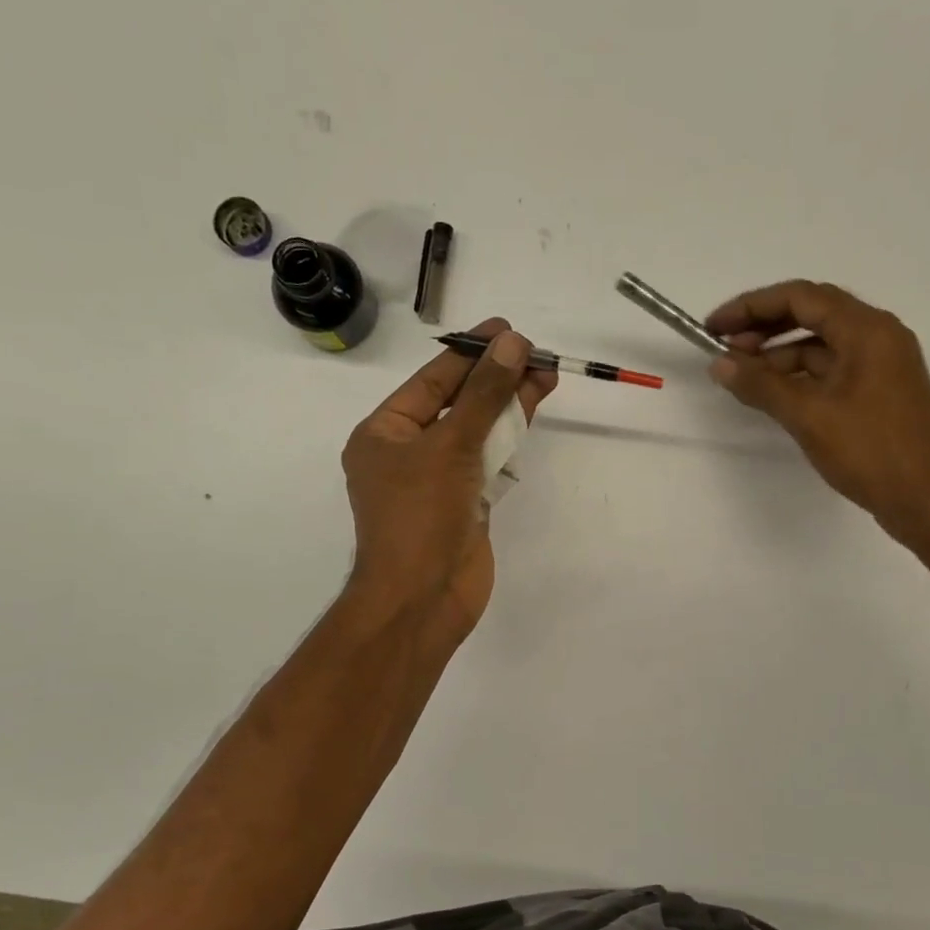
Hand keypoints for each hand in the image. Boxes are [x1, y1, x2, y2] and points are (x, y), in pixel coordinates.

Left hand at [341, 320, 556, 641]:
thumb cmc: (420, 517)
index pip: (432, 381)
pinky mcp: (465, 505)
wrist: (423, 598)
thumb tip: (512, 345)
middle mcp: (408, 453)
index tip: (506, 330)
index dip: (470, 353)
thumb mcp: (450, 446)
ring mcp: (438, 482)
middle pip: (458, 404)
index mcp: (384, 434)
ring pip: (477, 433)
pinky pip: (488, 463)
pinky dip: (508, 441)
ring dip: (508, 406)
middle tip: (535, 352)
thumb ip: (484, 395)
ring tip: (546, 375)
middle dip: (495, 378)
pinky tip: (530, 416)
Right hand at [706, 281, 929, 558]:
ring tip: (742, 375)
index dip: (752, 306)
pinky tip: (774, 394)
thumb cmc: (870, 451)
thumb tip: (720, 364)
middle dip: (764, 327)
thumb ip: (761, 385)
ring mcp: (882, 365)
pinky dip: (800, 375)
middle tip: (723, 349)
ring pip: (822, 345)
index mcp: (868, 330)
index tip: (714, 327)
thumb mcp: (808, 416)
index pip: (801, 297)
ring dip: (780, 353)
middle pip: (813, 314)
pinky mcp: (879, 393)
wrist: (926, 500)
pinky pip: (833, 369)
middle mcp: (879, 336)